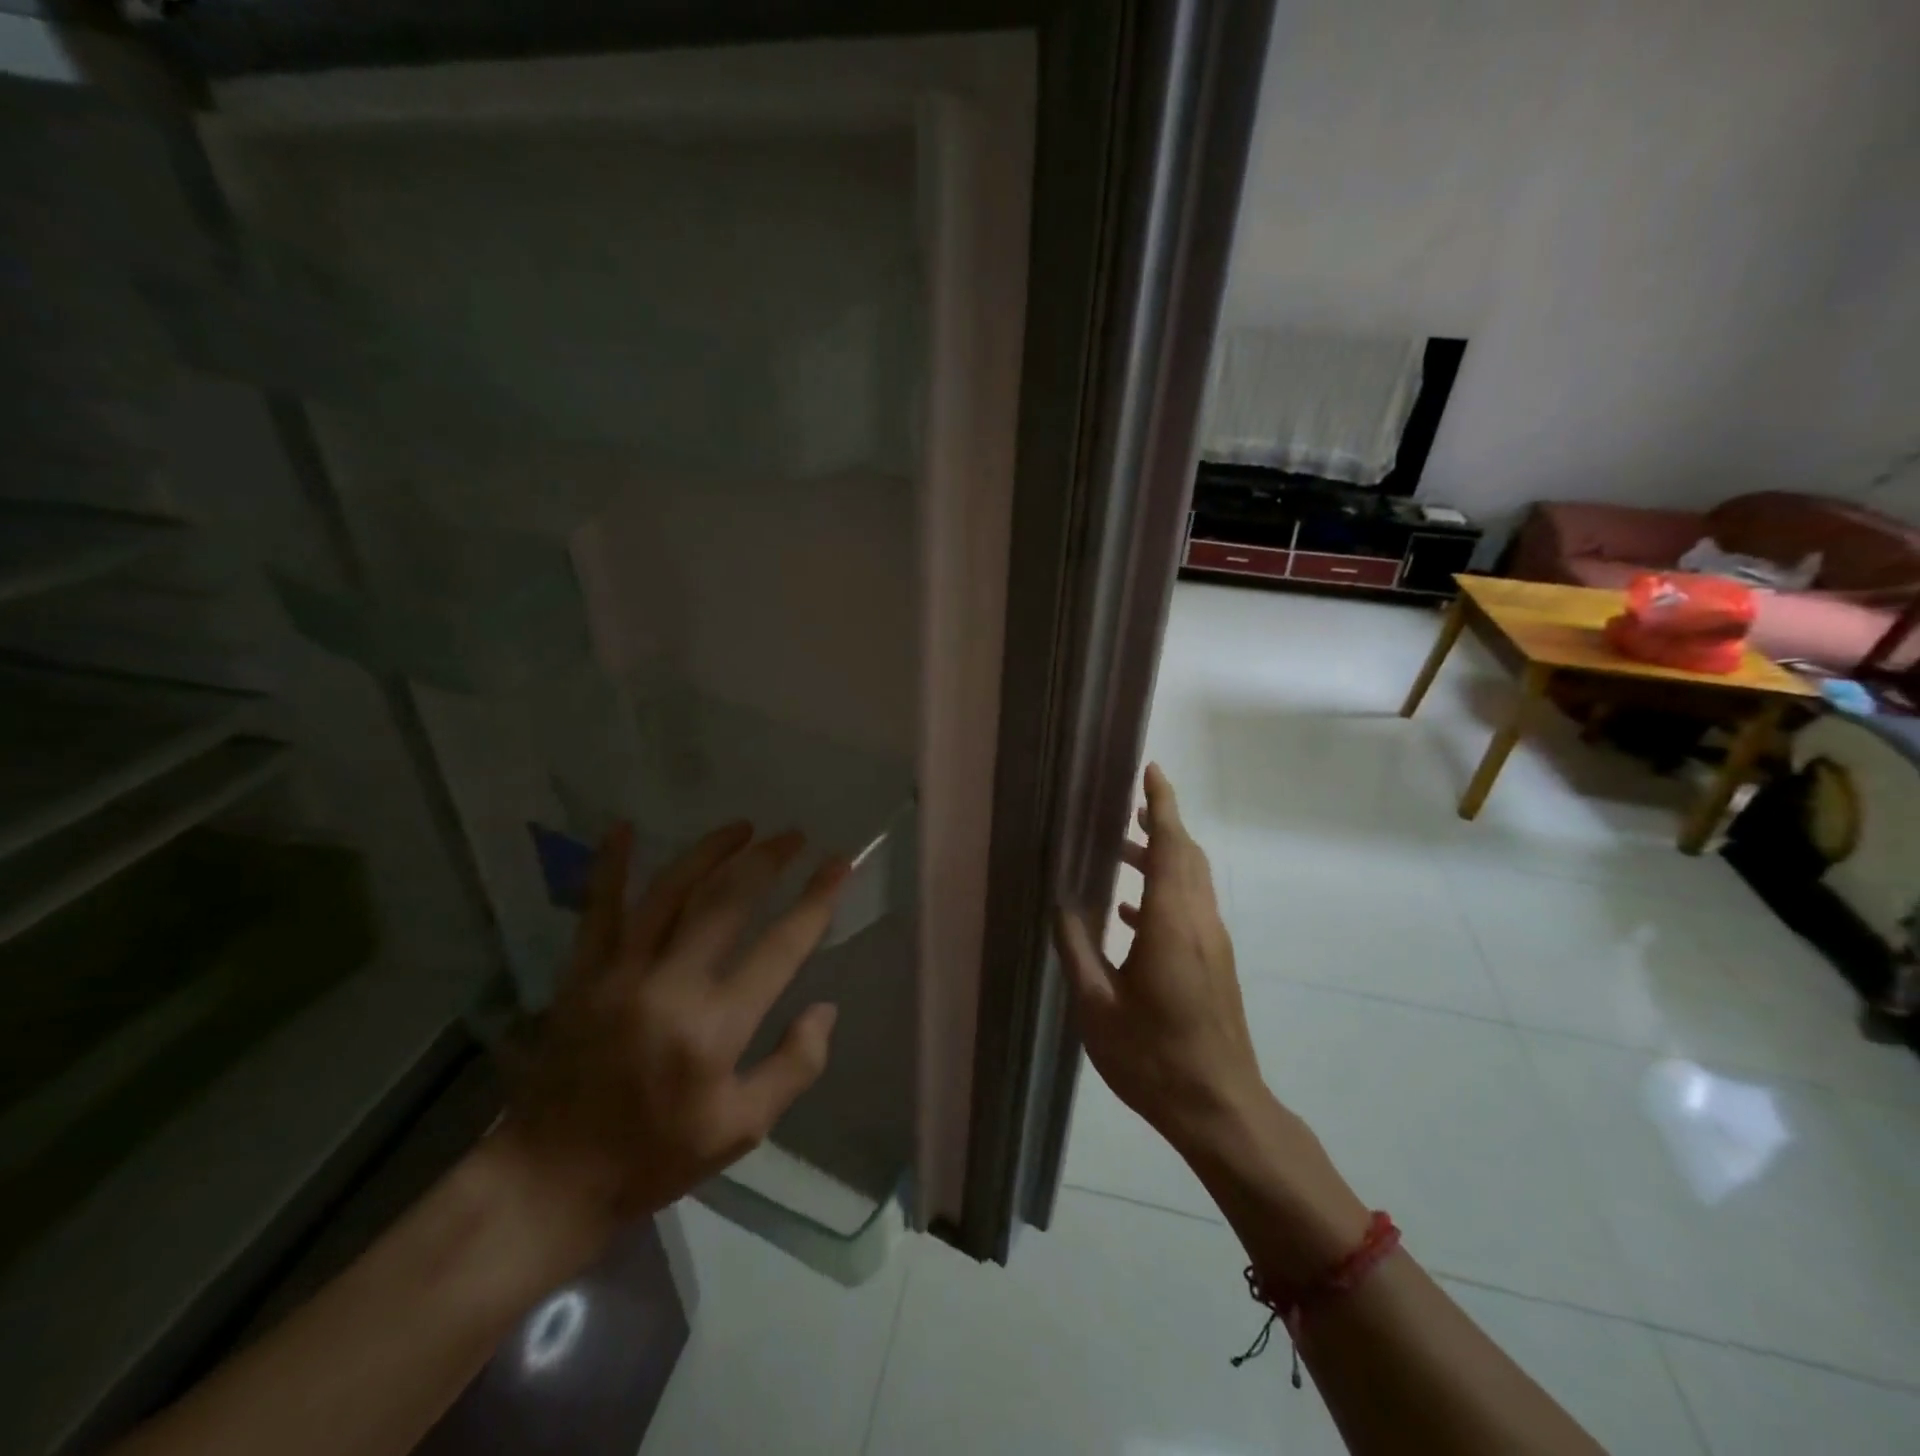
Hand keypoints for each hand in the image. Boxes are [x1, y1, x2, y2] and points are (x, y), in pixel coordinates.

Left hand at [496, 821, 847, 1247]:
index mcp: (715, 1029)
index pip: (780, 947)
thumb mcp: (741, 1131)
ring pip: (671, 891)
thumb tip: (825, 1009)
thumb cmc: (655, 1156)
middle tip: (794, 836)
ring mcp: (620, 973)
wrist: (550, 1179)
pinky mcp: (582, 973)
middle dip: (767, 861)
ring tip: (742, 827)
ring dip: (710, 851)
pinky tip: (623, 826)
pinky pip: (598, 908)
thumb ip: (793, 1067)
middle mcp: (670, 986)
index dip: (816, 900)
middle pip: (727, 902)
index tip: (840, 864)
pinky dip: (611, 865)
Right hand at [1054, 764, 1263, 1146]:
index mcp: (1171, 925)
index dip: (1161, 805)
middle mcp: (1198, 923)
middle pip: (1186, 855)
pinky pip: (1190, 908)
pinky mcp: (1215, 964)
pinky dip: (1164, 891)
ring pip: (1191, 881)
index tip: (1151, 771)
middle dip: (1161, 823)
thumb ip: (1078, 949)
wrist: (1221, 1110)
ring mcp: (1212, 944)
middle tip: (1127, 805)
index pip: (1169, 846)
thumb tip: (1061, 905)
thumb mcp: (1097, 1007)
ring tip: (1119, 851)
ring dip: (1162, 856)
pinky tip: (1130, 913)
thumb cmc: (1154, 1059)